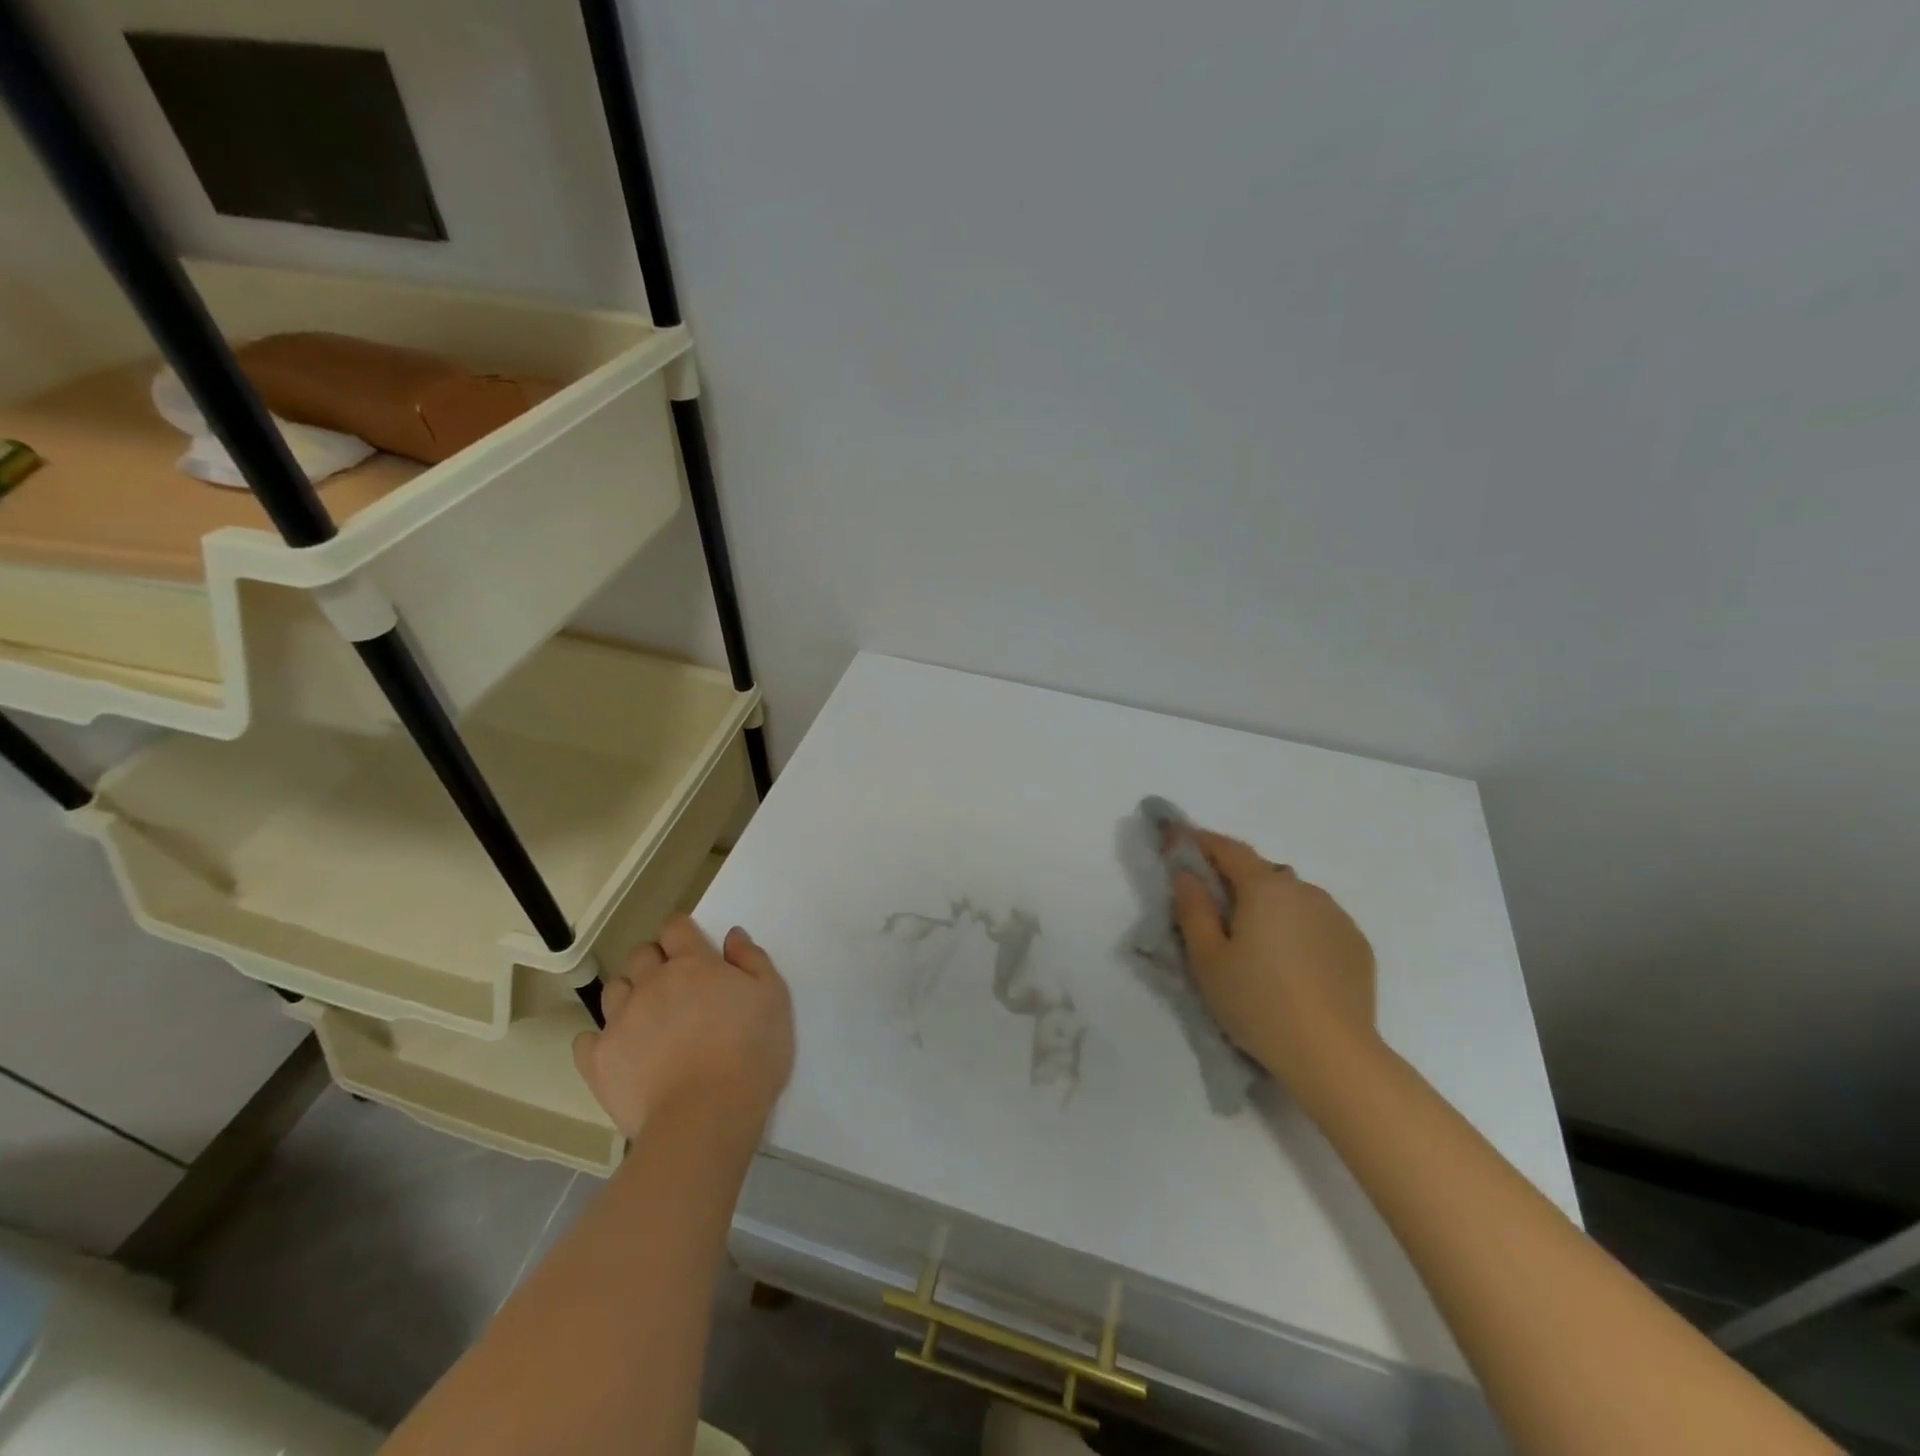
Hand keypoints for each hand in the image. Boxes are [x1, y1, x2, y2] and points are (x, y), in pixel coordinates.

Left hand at [573, 914, 794, 1144]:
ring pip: (613, 990)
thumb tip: (731, 936)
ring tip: (647, 1018)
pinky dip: (600, 1039)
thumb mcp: (773, 998)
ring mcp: (620, 1021)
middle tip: (673, 984)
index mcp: (693, 964)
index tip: (691, 946)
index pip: (675, 927)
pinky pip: (586, 1039)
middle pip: (640, 954)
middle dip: (654, 960)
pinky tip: (618, 1049)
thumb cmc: (751, 1052)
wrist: (706, 1117)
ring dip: (629, 994)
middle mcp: (651, 983)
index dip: (681, 931)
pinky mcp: (598, 1061)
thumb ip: (752, 960)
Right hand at [1171, 829, 1378, 1090]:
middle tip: (1214, 906)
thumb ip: (1192, 907)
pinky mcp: (1356, 944)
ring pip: (1292, 897)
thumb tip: (1185, 872)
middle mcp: (1304, 890)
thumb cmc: (1257, 1002)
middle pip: (1262, 872)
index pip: (1228, 849)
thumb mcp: (1207, 958)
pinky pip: (1317, 921)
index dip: (1201, 842)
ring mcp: (1336, 916)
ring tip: (1256, 942)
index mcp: (1265, 887)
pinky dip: (1297, 928)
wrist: (1333, 1055)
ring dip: (1269, 905)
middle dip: (1235, 879)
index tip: (1180, 842)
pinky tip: (1291, 963)